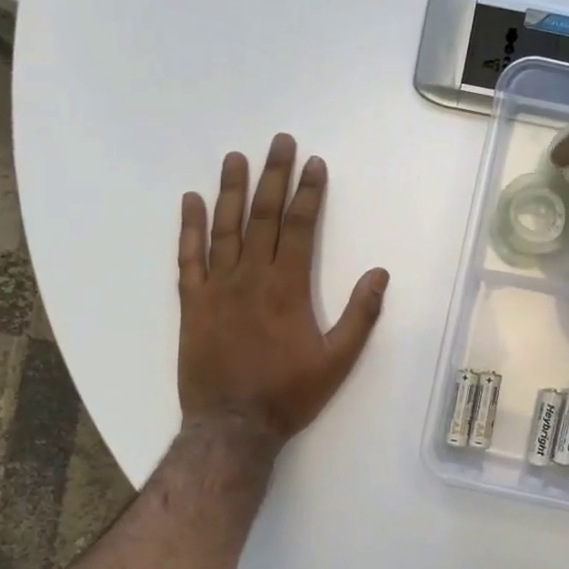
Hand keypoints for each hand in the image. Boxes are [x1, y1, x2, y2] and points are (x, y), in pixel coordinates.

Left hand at [178, 134, 389, 445]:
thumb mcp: (338, 361)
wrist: (232, 426)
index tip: (314, 163)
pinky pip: (188, 258)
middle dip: (274, 176)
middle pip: (264, 216)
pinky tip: (191, 201)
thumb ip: (359, 315)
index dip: (308, 192)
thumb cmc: (289, 395)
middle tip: (279, 141)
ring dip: (232, 191)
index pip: (300, 227)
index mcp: (288, 288)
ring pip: (225, 228)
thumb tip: (379, 273)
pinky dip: (189, 228)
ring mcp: (217, 288)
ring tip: (236, 158)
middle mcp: (251, 277)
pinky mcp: (192, 303)